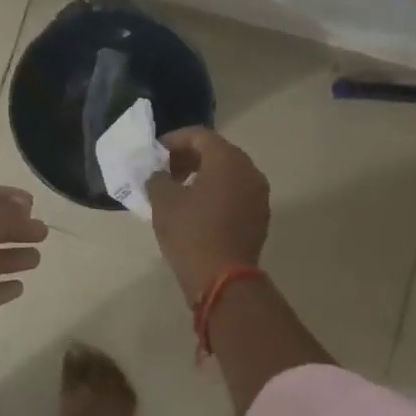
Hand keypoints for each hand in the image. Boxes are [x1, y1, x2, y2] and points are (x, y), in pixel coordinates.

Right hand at [146, 127, 269, 302]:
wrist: (222, 279)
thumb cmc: (190, 232)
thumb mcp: (163, 201)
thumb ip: (157, 178)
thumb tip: (159, 174)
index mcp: (227, 159)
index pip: (199, 135)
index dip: (173, 140)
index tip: (155, 153)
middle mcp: (249, 170)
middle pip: (216, 152)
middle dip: (188, 157)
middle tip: (165, 171)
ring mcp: (258, 195)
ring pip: (228, 173)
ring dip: (203, 175)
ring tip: (179, 190)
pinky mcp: (259, 217)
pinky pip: (235, 193)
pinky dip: (216, 193)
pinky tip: (197, 209)